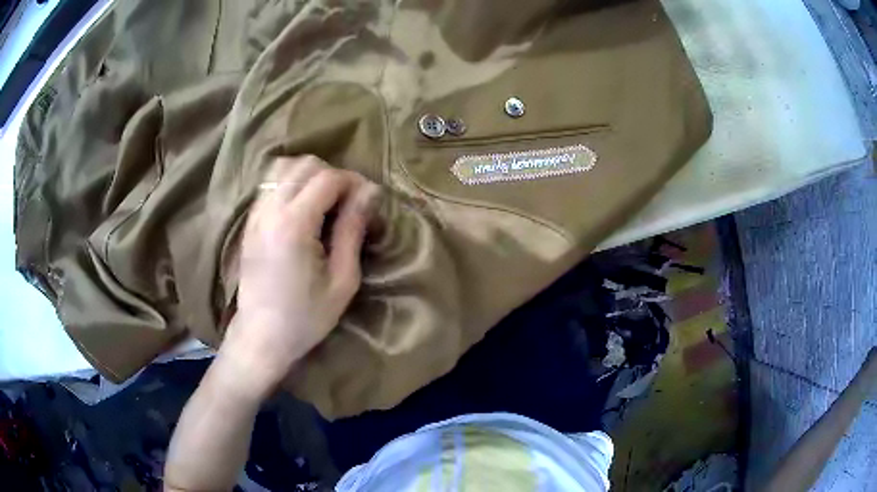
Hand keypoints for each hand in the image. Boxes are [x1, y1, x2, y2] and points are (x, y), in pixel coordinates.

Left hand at [219, 156, 379, 398]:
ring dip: (310, 175)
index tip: (368, 201)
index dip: (354, 182)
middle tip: (348, 202)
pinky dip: (291, 183)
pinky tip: (303, 208)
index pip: (328, 178)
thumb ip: (353, 230)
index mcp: (294, 224)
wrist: (261, 337)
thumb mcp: (342, 280)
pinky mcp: (249, 222)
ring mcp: (255, 214)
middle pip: (305, 165)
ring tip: (325, 201)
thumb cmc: (305, 317)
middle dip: (333, 175)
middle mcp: (270, 210)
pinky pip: (270, 184)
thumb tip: (369, 193)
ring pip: (283, 168)